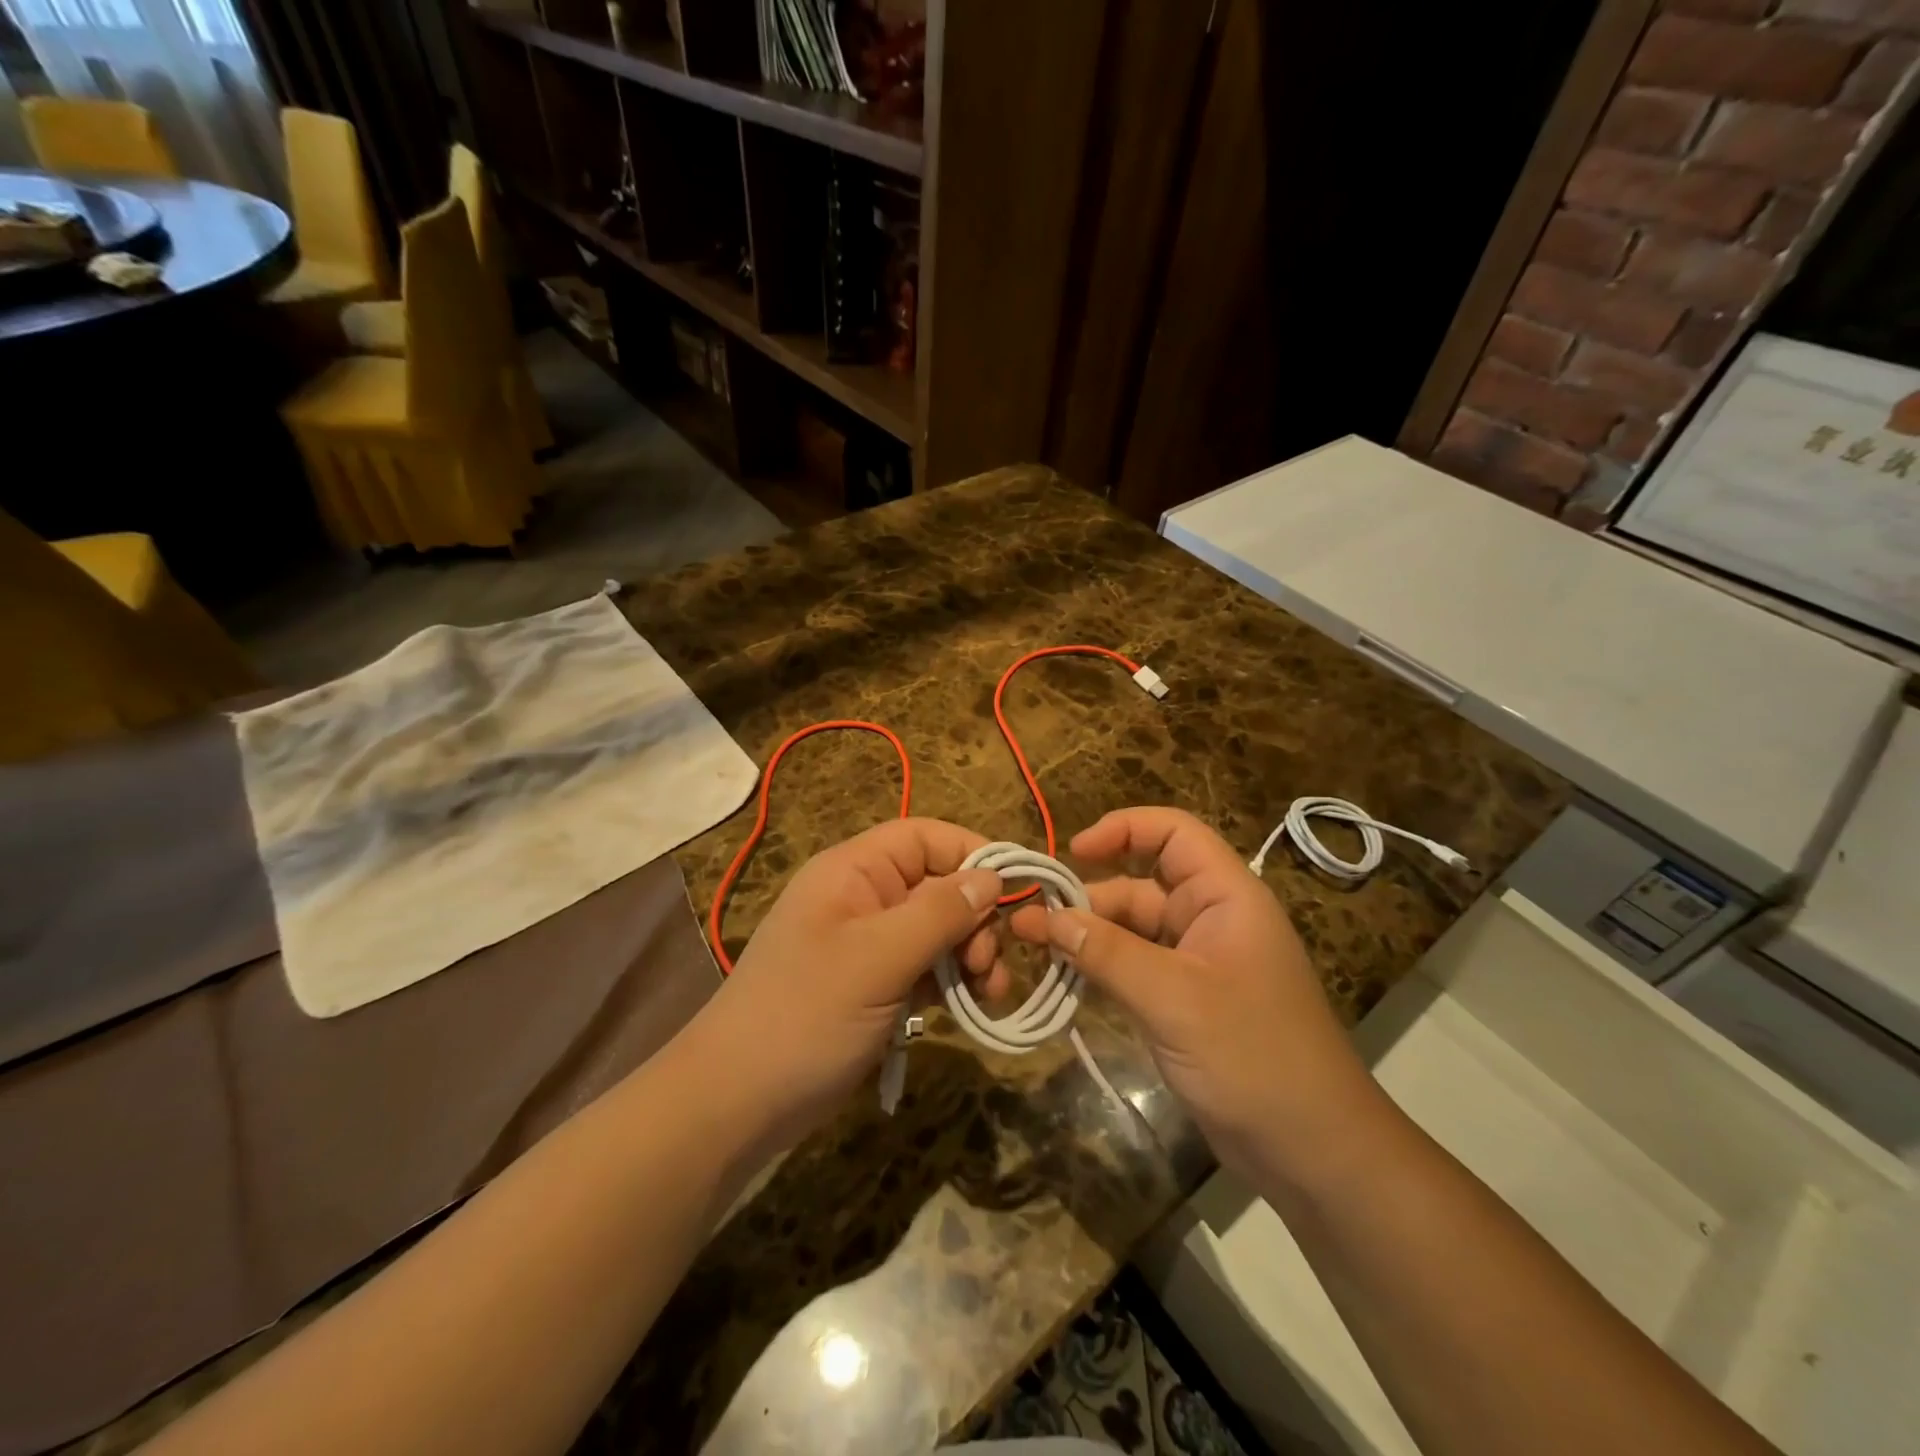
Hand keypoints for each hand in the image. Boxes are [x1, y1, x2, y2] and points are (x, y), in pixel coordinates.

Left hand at [695, 818, 1006, 1148]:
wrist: (737, 1102)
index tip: (1017, 891)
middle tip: (989, 964)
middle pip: (938, 885)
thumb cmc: (805, 1014)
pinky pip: (925, 967)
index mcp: (854, 871)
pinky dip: (951, 982)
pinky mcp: (875, 985)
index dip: (973, 854)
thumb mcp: (878, 958)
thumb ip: (939, 912)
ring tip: (988, 992)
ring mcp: (868, 944)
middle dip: (975, 918)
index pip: (926, 838)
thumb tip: (993, 877)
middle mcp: (863, 897)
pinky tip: (971, 1007)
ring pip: (938, 930)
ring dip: (970, 954)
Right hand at [1011, 807, 1383, 1179]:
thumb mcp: (1174, 998)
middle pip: (1140, 884)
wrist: (1312, 1150)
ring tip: (1031, 947)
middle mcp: (1210, 919)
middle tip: (1028, 921)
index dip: (1123, 829)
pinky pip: (1133, 967)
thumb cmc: (1252, 1056)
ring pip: (1131, 929)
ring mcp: (1196, 962)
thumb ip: (1108, 954)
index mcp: (1225, 896)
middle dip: (1087, 898)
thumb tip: (1047, 917)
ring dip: (1086, 936)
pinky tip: (1061, 977)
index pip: (1173, 833)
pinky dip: (1100, 968)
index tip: (1072, 853)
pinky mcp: (1183, 1001)